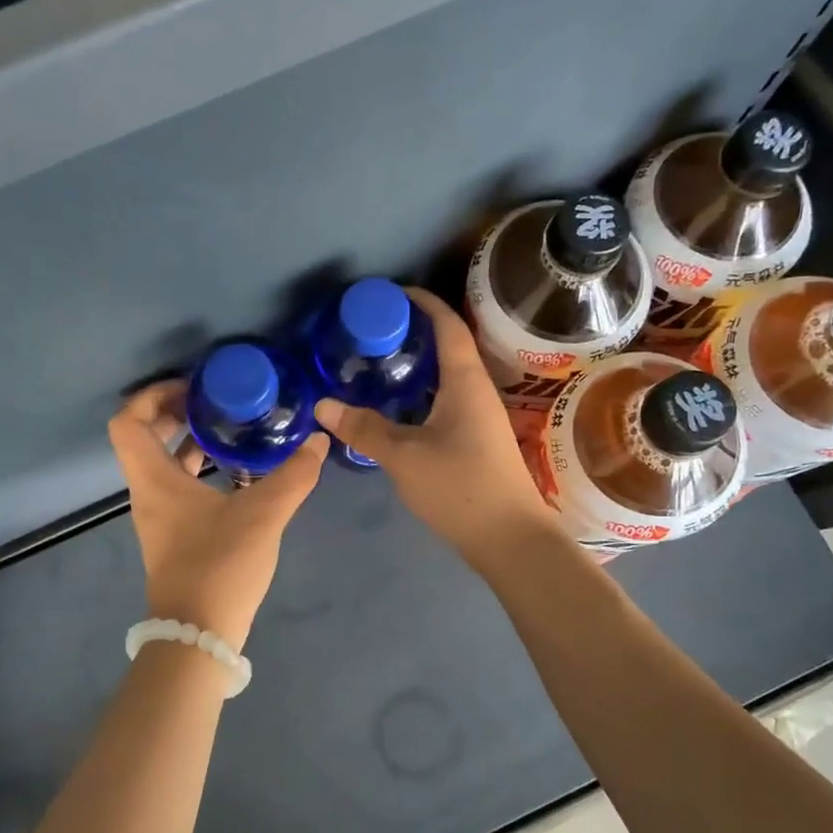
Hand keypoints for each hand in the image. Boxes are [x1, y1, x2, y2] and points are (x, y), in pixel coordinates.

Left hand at [107, 381, 329, 649]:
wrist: (198, 635)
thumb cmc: (219, 567)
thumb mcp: (262, 515)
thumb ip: (293, 475)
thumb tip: (318, 441)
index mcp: (155, 480)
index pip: (128, 422)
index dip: (152, 396)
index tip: (192, 388)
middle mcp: (149, 494)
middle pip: (143, 438)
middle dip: (175, 413)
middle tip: (215, 402)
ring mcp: (160, 517)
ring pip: (162, 464)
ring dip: (189, 441)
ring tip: (229, 428)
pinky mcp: (175, 536)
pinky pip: (179, 486)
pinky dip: (200, 469)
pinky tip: (237, 472)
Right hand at [314, 288, 556, 566]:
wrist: (510, 539)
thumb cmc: (460, 487)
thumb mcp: (404, 456)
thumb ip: (364, 429)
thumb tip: (323, 405)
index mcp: (465, 381)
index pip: (448, 325)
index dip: (423, 302)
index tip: (391, 293)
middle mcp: (476, 390)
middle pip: (448, 346)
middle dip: (413, 331)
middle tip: (372, 331)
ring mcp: (479, 416)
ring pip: (446, 376)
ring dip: (417, 364)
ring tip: (378, 363)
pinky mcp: (476, 439)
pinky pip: (446, 399)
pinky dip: (421, 392)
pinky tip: (397, 406)